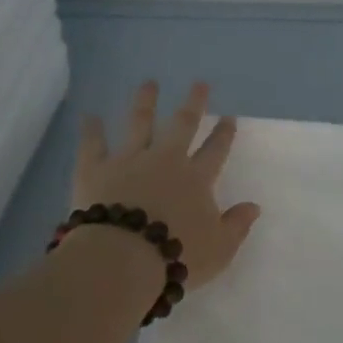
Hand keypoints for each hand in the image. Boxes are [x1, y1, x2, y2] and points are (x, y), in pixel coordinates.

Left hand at [73, 81, 259, 291]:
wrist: (122, 259)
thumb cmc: (176, 256)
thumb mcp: (219, 249)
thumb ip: (237, 225)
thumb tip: (254, 206)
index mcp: (196, 179)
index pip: (215, 151)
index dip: (224, 133)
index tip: (229, 116)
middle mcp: (165, 160)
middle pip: (182, 125)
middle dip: (193, 103)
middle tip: (199, 84)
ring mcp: (129, 160)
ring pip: (139, 124)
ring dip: (146, 102)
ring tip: (149, 83)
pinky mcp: (95, 169)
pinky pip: (92, 144)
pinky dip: (91, 129)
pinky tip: (89, 115)